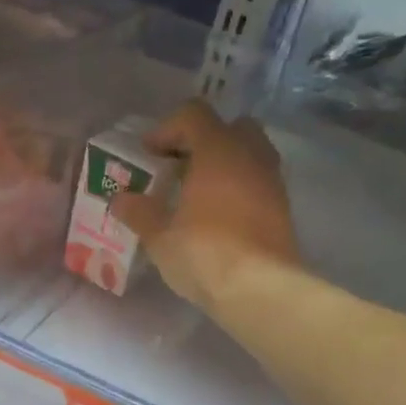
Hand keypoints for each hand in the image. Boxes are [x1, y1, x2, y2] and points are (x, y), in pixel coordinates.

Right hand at [110, 100, 301, 312]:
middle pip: (230, 128)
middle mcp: (250, 155)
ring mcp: (272, 181)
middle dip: (204, 141)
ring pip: (250, 155)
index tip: (149, 154)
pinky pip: (259, 184)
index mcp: (218, 150)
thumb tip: (121, 200)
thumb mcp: (160, 237)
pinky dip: (240, 189)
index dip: (167, 129)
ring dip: (225, 166)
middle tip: (180, 168)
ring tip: (199, 195)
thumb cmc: (204, 254)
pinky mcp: (283, 209)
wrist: (260, 289)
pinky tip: (220, 218)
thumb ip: (140, 213)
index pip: (193, 115)